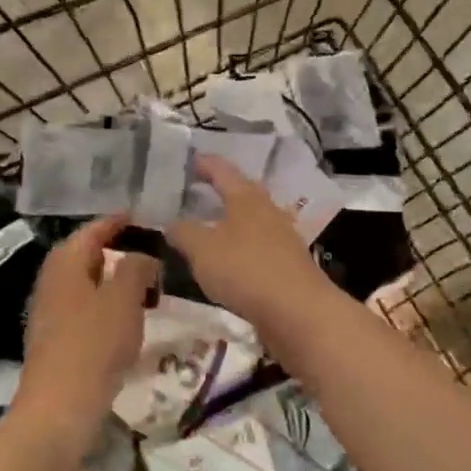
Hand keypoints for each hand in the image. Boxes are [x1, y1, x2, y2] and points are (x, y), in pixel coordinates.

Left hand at [18, 217, 157, 442]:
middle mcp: (51, 280)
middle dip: (116, 251)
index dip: (117, 222)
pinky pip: (84, 309)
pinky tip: (126, 320)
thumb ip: (136, 267)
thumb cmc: (93, 344)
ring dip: (113, 281)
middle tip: (149, 251)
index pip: (92, 230)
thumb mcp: (124, 298)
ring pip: (86, 284)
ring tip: (145, 286)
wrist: (59, 407)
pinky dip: (106, 306)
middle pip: (85, 255)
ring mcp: (49, 311)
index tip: (142, 216)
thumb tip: (142, 256)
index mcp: (65, 262)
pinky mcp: (55, 339)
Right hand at [164, 156, 336, 328]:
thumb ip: (183, 233)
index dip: (205, 164)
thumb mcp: (202, 250)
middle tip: (198, 189)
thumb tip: (171, 223)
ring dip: (231, 219)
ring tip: (210, 225)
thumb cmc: (245, 269)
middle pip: (242, 192)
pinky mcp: (287, 264)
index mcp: (246, 198)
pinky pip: (258, 245)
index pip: (223, 171)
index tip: (190, 159)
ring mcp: (282, 237)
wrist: (298, 311)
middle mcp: (267, 210)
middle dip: (221, 190)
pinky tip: (229, 259)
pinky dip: (240, 245)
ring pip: (252, 219)